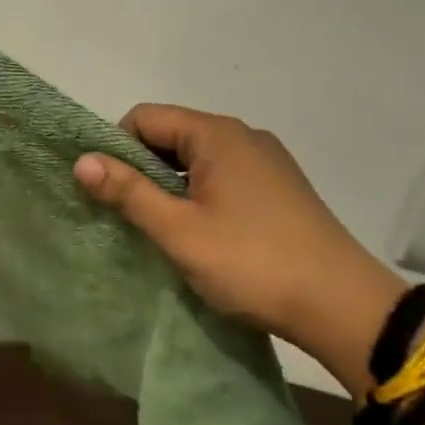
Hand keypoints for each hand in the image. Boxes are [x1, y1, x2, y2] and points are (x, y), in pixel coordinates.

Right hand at [73, 104, 405, 397]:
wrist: (343, 306)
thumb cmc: (251, 262)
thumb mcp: (178, 230)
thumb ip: (128, 191)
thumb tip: (81, 160)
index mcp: (217, 135)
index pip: (145, 117)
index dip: (116, 147)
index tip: (108, 190)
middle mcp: (244, 136)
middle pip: (172, 135)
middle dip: (143, 168)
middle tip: (130, 214)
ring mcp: (268, 162)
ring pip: (198, 159)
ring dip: (171, 185)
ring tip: (163, 228)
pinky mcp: (281, 188)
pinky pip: (224, 177)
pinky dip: (201, 195)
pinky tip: (203, 233)